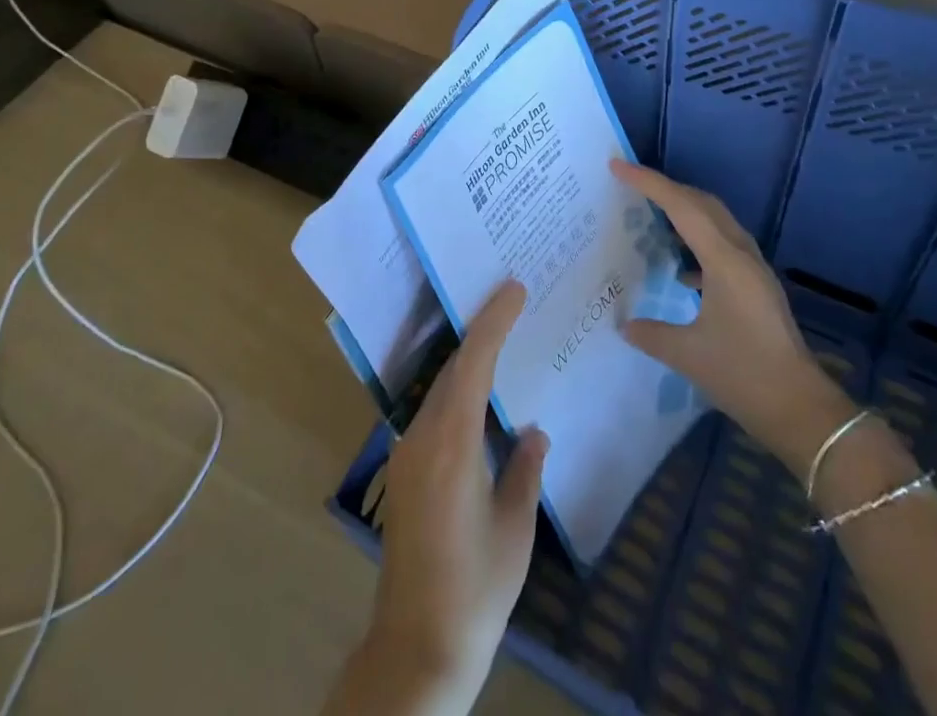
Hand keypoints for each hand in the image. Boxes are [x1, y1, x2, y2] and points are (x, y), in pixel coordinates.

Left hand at [325, 281, 549, 715]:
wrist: (416, 648)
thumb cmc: (476, 588)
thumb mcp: (514, 529)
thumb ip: (524, 471)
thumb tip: (534, 432)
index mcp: (452, 444)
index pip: (473, 364)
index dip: (493, 322)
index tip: (513, 289)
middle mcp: (421, 437)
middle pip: (452, 369)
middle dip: (481, 331)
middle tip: (511, 301)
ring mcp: (406, 455)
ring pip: (439, 389)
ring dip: (467, 362)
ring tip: (500, 339)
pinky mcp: (403, 473)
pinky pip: (432, 414)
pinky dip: (456, 392)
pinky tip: (477, 400)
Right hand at [614, 161, 854, 477]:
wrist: (800, 408)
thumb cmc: (743, 374)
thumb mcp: (688, 355)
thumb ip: (651, 334)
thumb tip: (624, 324)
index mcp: (724, 260)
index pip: (681, 206)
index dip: (648, 182)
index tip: (617, 166)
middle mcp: (741, 254)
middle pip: (701, 203)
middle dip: (666, 188)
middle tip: (630, 184)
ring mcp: (753, 269)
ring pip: (715, 221)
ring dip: (684, 211)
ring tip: (651, 216)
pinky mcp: (757, 285)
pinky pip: (722, 244)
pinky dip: (697, 241)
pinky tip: (681, 271)